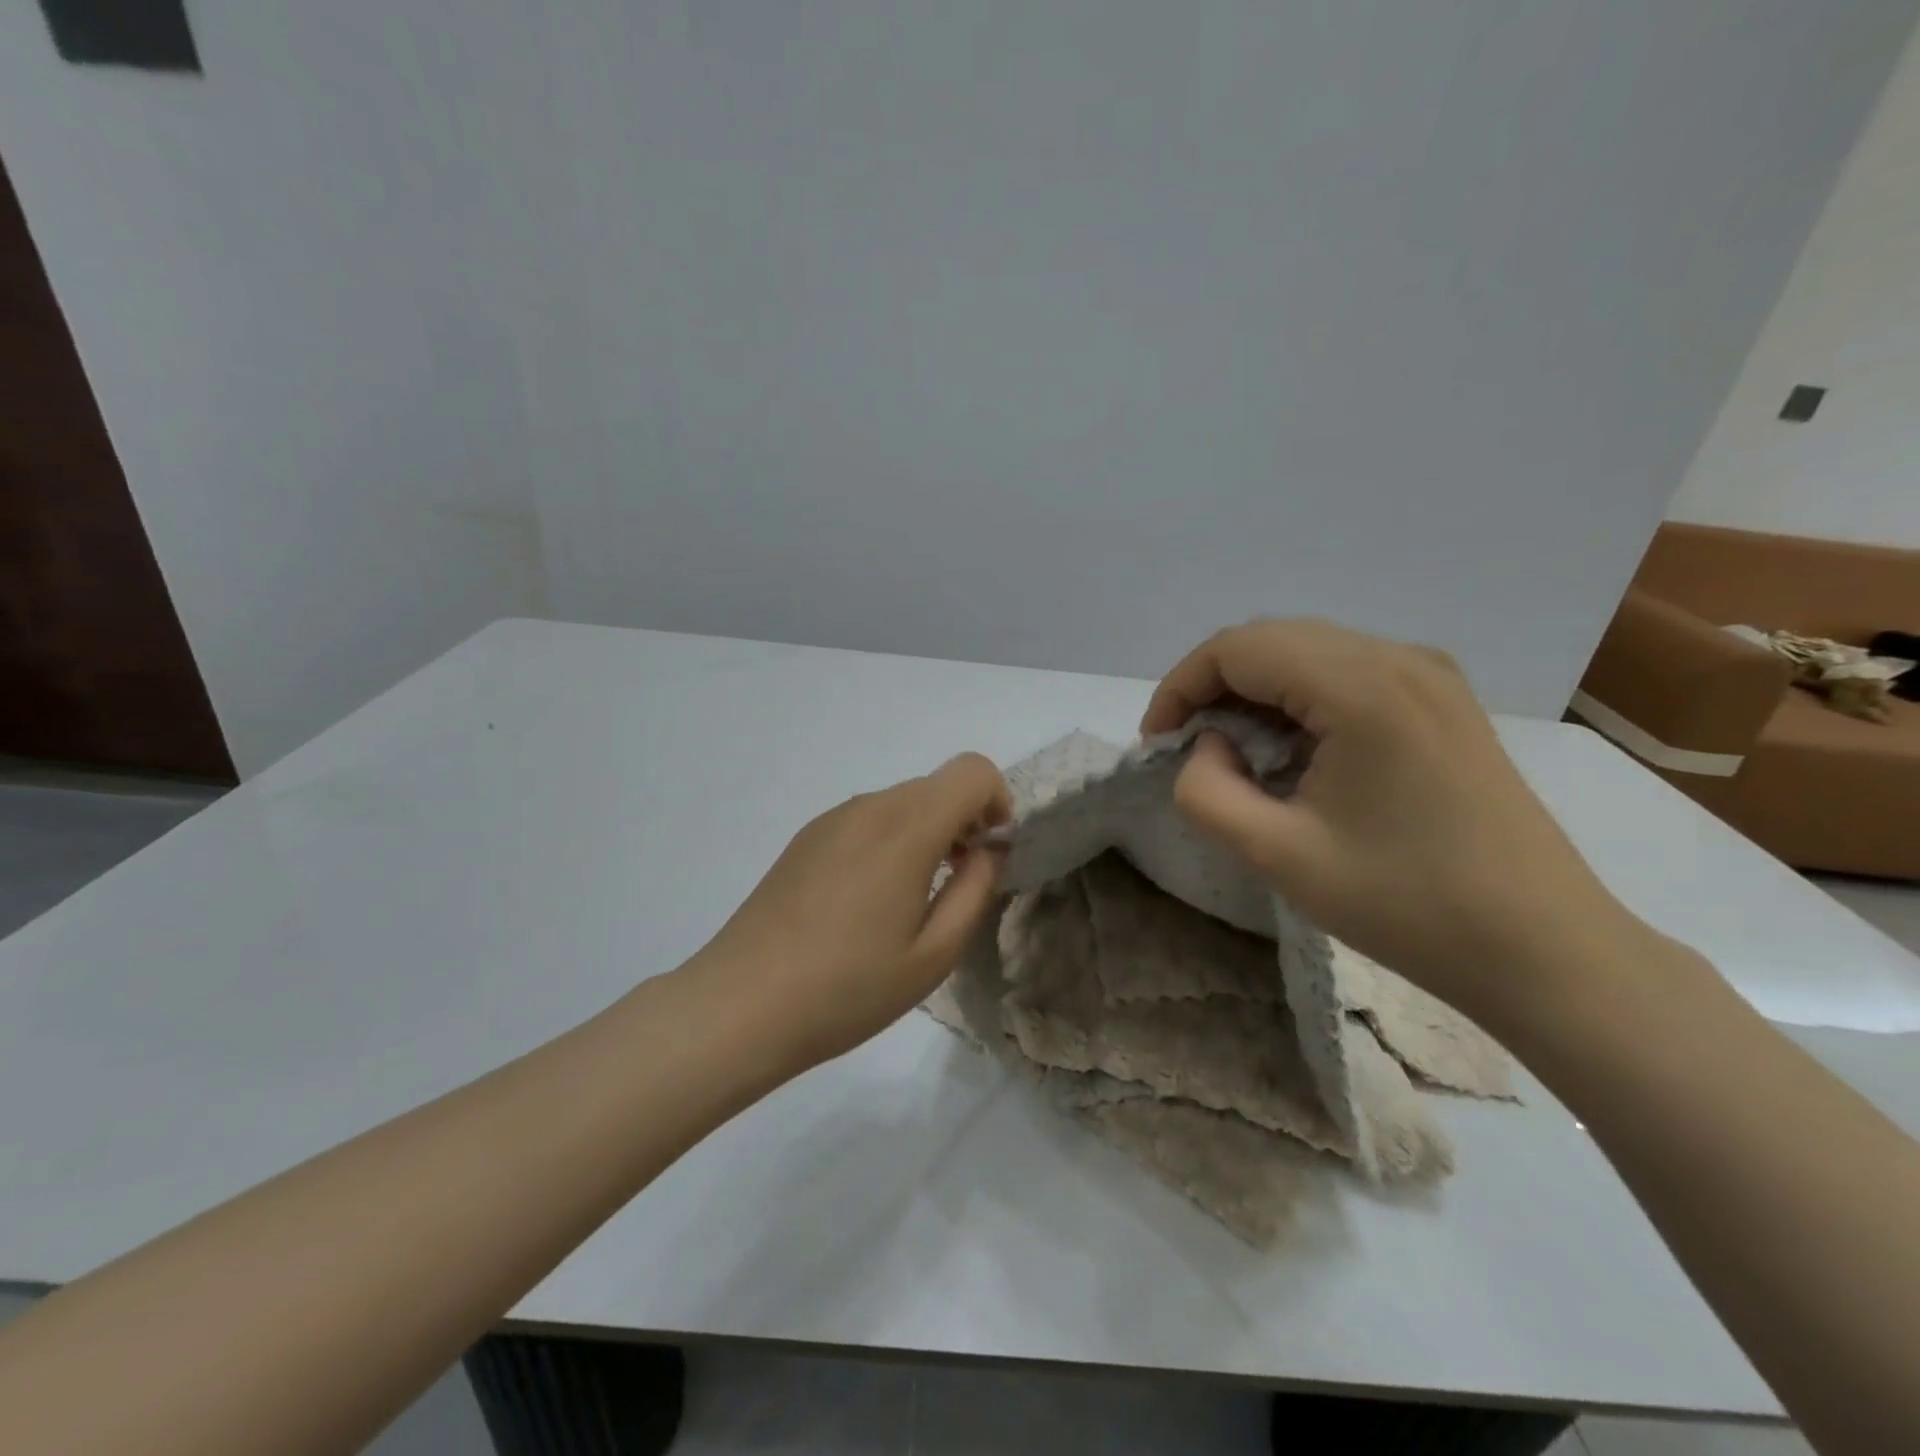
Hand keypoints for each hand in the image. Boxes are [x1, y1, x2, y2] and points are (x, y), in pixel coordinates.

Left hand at [692, 754, 1010, 1069]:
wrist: (742, 1004)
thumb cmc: (849, 987)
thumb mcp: (934, 954)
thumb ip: (975, 889)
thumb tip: (990, 849)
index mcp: (907, 827)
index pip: (972, 771)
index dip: (998, 803)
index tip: (989, 855)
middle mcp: (869, 807)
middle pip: (937, 786)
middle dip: (964, 821)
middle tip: (958, 884)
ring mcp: (832, 819)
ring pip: (902, 802)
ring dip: (926, 832)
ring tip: (911, 900)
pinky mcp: (806, 838)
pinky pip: (867, 820)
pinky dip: (890, 840)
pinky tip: (867, 902)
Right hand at [1143, 620, 1637, 1025]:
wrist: (1544, 949)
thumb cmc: (1407, 904)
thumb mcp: (1279, 856)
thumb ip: (1208, 791)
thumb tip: (1210, 746)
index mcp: (1362, 687)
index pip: (1238, 648)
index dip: (1180, 686)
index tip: (1157, 742)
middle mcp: (1400, 659)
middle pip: (1272, 640)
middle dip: (1212, 685)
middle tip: (1187, 747)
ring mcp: (1430, 676)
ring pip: (1309, 653)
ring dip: (1254, 692)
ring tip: (1232, 752)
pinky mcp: (1443, 702)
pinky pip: (1347, 674)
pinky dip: (1298, 700)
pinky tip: (1292, 751)